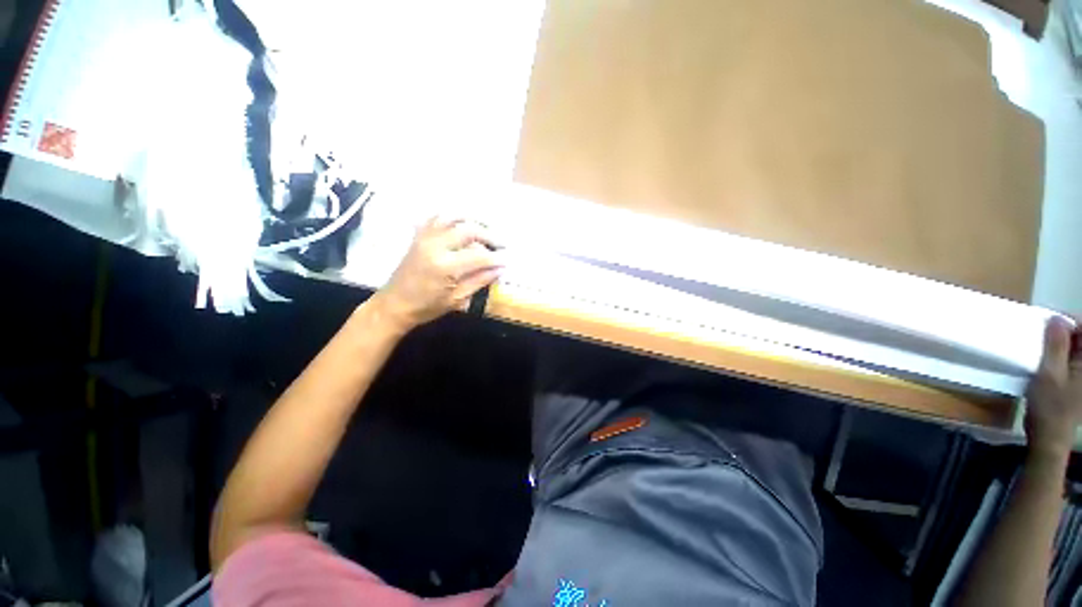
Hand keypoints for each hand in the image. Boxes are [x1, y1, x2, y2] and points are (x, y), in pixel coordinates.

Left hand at [373, 217, 503, 331]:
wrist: (394, 304)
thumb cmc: (427, 307)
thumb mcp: (457, 299)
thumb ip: (479, 281)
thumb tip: (500, 269)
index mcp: (445, 266)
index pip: (479, 256)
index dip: (496, 257)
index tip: (507, 260)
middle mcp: (435, 246)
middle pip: (469, 230)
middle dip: (489, 236)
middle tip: (501, 244)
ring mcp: (425, 238)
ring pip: (453, 218)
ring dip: (472, 221)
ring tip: (485, 230)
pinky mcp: (418, 236)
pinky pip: (436, 218)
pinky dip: (451, 217)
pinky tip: (461, 223)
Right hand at [1025, 316, 1081, 456]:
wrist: (1049, 437)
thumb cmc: (1050, 406)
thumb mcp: (1049, 374)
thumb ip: (1056, 346)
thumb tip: (1057, 319)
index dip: (1070, 321)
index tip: (1049, 319)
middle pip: (1080, 339)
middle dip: (1063, 331)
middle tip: (1042, 330)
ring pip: (1074, 349)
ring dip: (1059, 343)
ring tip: (1041, 344)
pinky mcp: (1075, 383)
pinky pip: (1069, 360)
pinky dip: (1058, 355)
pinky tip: (1045, 359)